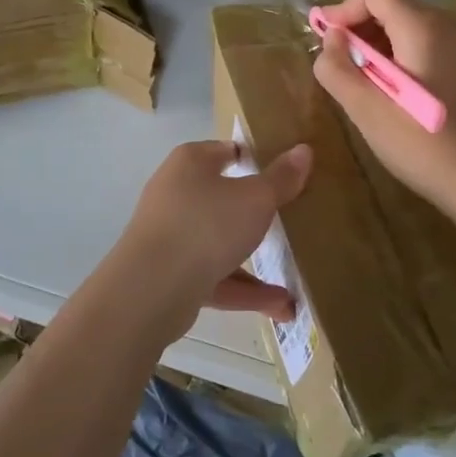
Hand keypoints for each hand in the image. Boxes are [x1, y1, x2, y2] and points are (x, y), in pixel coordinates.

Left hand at [107, 139, 312, 341]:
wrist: (151, 287)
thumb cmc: (206, 224)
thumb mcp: (255, 199)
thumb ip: (281, 178)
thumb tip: (304, 150)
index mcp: (190, 163)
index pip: (225, 151)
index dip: (253, 159)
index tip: (283, 174)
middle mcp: (175, 193)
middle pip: (221, 198)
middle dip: (253, 214)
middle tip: (287, 222)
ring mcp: (170, 235)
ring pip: (218, 243)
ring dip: (253, 263)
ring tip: (291, 284)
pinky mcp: (170, 274)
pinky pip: (214, 277)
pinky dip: (244, 290)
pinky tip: (281, 307)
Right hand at [312, 0, 455, 213]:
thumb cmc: (422, 143)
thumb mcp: (366, 108)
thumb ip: (336, 67)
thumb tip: (330, 37)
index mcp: (421, 26)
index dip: (344, 8)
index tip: (327, 42)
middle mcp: (443, 24)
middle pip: (390, 3)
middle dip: (357, 26)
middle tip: (338, 65)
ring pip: (403, 23)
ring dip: (374, 43)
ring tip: (358, 81)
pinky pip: (418, 42)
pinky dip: (394, 55)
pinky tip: (386, 91)